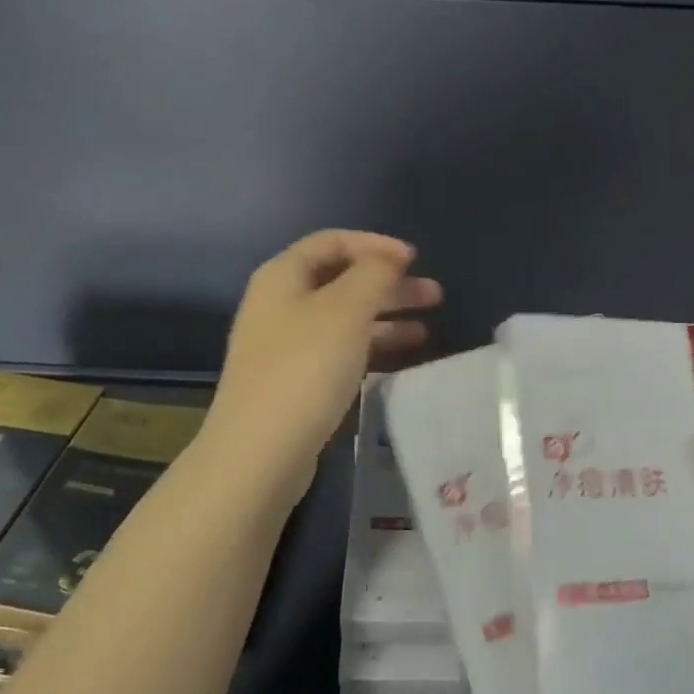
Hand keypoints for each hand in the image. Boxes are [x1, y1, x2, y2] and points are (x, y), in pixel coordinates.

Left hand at [205, 230, 442, 507]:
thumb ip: (373, 274)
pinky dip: (370, 349)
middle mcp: (279, 304)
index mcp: (283, 276)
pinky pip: (339, 351)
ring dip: (385, 318)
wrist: (260, 451)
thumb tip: (388, 259)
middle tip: (434, 296)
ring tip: (426, 331)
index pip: (332, 241)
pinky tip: (399, 361)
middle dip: (388, 284)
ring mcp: (284, 346)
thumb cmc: (305, 368)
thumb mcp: (346, 309)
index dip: (375, 244)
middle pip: (340, 280)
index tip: (415, 259)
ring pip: (343, 319)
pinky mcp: (294, 381)